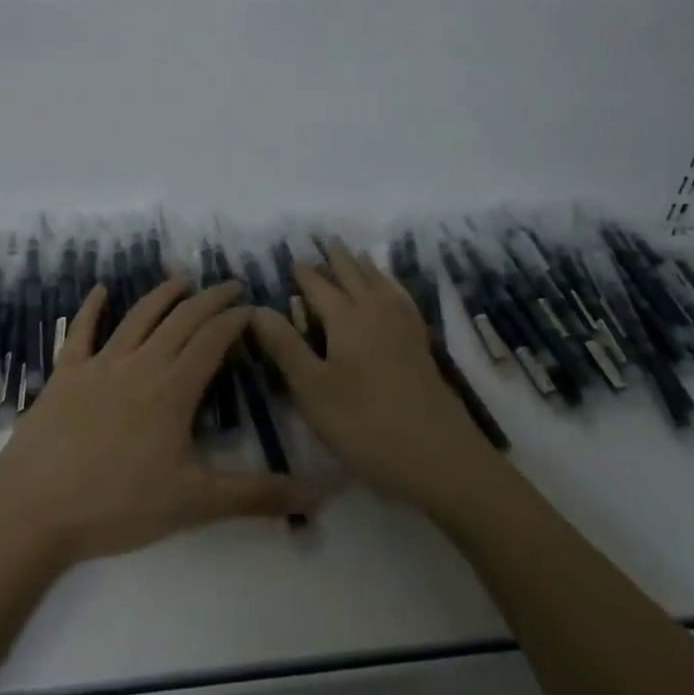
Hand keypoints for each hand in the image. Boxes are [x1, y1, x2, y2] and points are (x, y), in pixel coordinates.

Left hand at [0, 278, 316, 565]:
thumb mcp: (194, 504)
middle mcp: (141, 364)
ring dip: (162, 295)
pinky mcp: (66, 373)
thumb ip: (255, 495)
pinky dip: (92, 307)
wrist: (34, 508)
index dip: (235, 320)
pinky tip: (101, 289)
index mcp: (173, 388)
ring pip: (138, 317)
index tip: (252, 307)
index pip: (212, 340)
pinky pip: (81, 331)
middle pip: (181, 319)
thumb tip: (315, 496)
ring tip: (181, 278)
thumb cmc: (118, 505)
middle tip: (230, 285)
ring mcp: (100, 364)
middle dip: (209, 299)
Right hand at [251, 242, 501, 513]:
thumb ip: (285, 346)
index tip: (293, 259)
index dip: (304, 273)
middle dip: (338, 258)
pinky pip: (402, 298)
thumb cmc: (364, 423)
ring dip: (364, 266)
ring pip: (380, 283)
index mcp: (346, 319)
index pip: (319, 286)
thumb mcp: (312, 389)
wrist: (436, 454)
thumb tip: (256, 308)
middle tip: (327, 240)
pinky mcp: (420, 344)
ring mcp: (403, 326)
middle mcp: (376, 312)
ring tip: (356, 255)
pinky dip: (390, 285)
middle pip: (354, 275)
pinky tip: (392, 293)